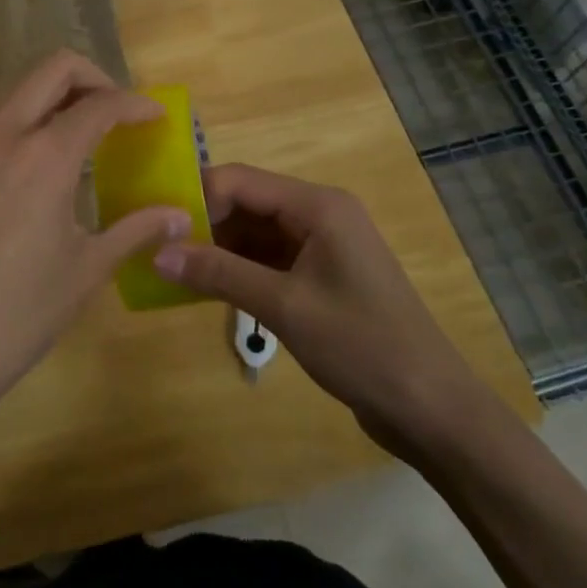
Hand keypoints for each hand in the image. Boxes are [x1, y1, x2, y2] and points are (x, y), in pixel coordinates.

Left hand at [0, 51, 188, 471]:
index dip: (135, 105)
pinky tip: (37, 163)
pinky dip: (23, 118)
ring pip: (14, 88)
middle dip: (92, 77)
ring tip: (81, 132)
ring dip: (53, 93)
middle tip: (116, 112)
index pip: (99, 104)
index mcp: (44, 155)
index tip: (156, 117)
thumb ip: (134, 230)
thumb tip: (177, 215)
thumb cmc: (15, 316)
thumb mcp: (84, 271)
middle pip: (51, 68)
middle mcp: (2, 134)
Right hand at [154, 164, 501, 464]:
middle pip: (246, 202)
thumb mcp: (284, 307)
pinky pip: (267, 259)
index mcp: (318, 205)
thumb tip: (156, 253)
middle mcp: (319, 214)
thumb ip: (219, 274)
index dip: (196, 197)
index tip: (155, 226)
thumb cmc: (361, 346)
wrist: (431, 407)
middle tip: (155, 249)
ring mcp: (321, 246)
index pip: (240, 180)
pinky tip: (204, 288)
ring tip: (169, 269)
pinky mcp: (320, 276)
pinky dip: (237, 270)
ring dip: (217, 248)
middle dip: (202, 223)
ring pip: (254, 233)